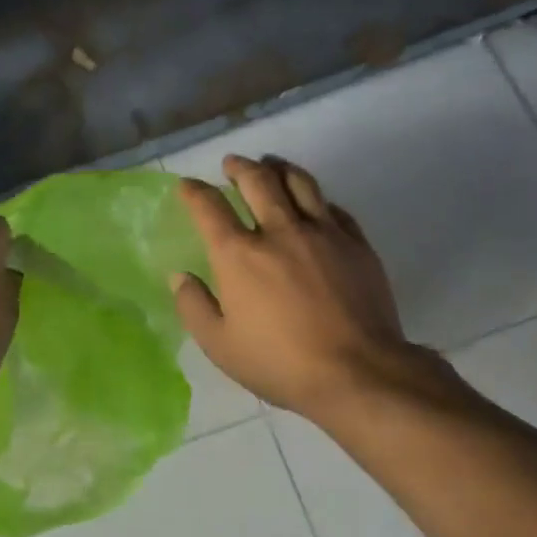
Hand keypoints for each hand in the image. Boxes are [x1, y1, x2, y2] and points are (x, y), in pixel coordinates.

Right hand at [173, 156, 466, 424]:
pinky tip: (314, 203)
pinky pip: (334, 207)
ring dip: (280, 168)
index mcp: (239, 255)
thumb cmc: (279, 363)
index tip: (187, 186)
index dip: (194, 192)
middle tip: (232, 164)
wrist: (357, 372)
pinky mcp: (357, 244)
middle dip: (240, 167)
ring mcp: (323, 233)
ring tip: (272, 165)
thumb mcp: (220, 345)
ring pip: (300, 183)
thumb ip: (194, 306)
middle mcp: (279, 231)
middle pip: (258, 181)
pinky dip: (316, 199)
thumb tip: (180, 276)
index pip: (209, 207)